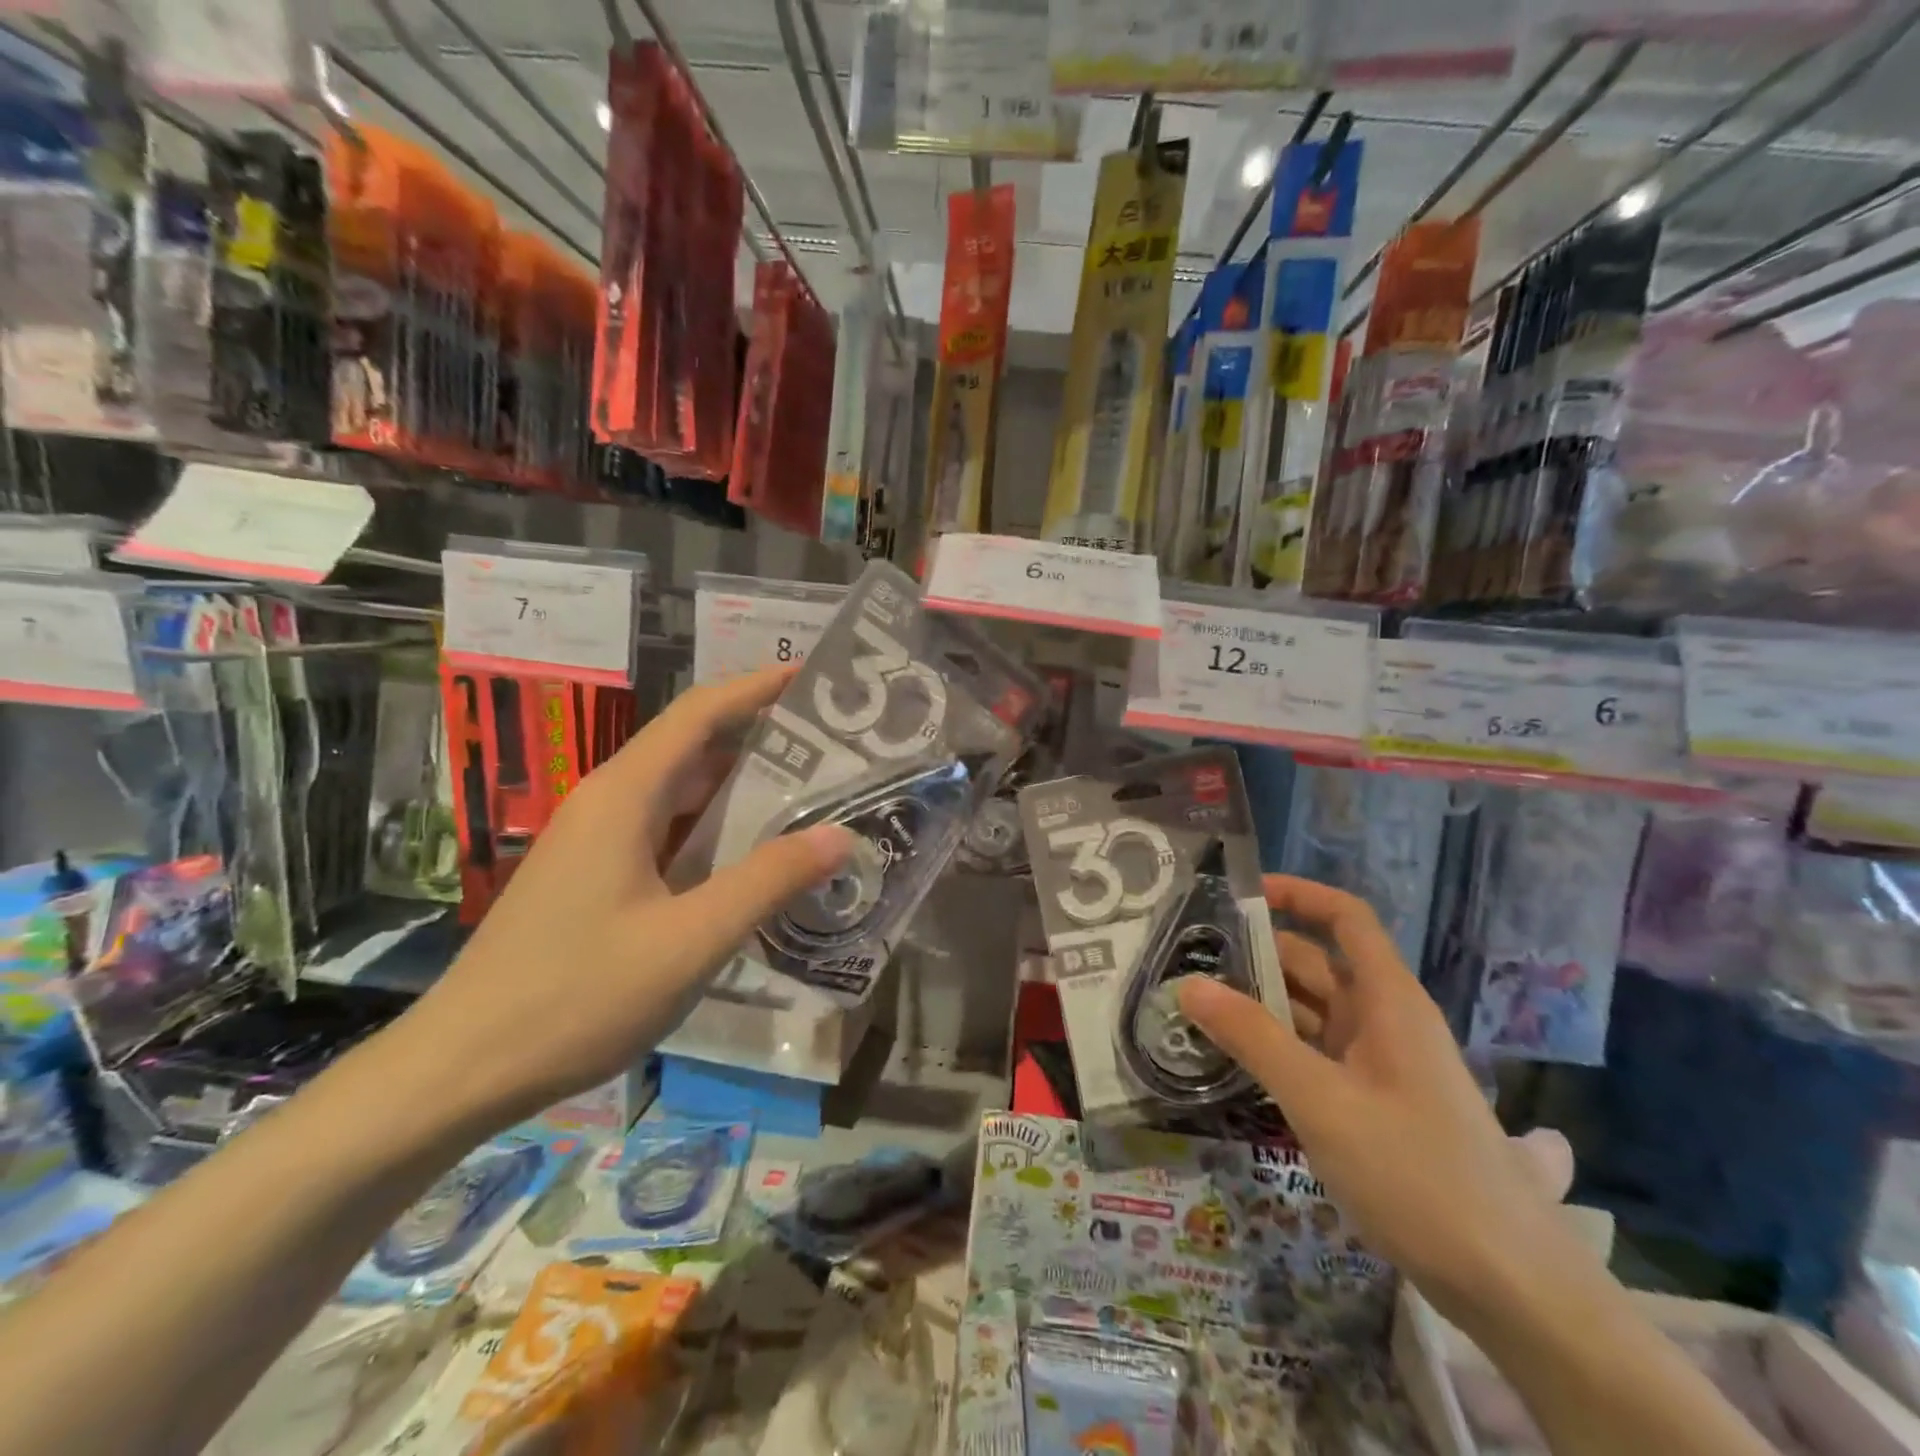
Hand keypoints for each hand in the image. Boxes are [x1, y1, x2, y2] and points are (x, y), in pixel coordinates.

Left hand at [398, 668, 854, 1127]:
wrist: (461, 1068)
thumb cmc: (576, 996)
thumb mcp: (690, 940)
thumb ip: (767, 882)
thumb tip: (839, 835)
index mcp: (624, 796)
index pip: (699, 714)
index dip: (756, 688)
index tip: (813, 678)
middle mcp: (608, 803)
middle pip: (693, 747)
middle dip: (761, 738)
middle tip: (833, 747)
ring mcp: (597, 841)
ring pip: (681, 794)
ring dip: (741, 788)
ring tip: (811, 794)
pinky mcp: (595, 877)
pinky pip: (667, 832)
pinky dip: (715, 831)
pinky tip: (754, 858)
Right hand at [1178, 876, 1583, 1332]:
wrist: (1511, 1287)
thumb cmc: (1417, 1175)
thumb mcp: (1321, 1101)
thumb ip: (1253, 1038)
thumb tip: (1189, 985)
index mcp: (1388, 1000)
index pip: (1345, 918)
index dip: (1298, 895)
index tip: (1239, 895)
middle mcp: (1385, 1020)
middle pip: (1318, 963)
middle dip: (1258, 955)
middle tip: (1190, 958)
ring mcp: (1381, 1064)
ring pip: (1313, 1012)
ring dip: (1261, 1004)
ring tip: (1197, 1004)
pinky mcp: (1374, 1103)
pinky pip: (1317, 1054)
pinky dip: (1277, 1046)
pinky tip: (1235, 1058)